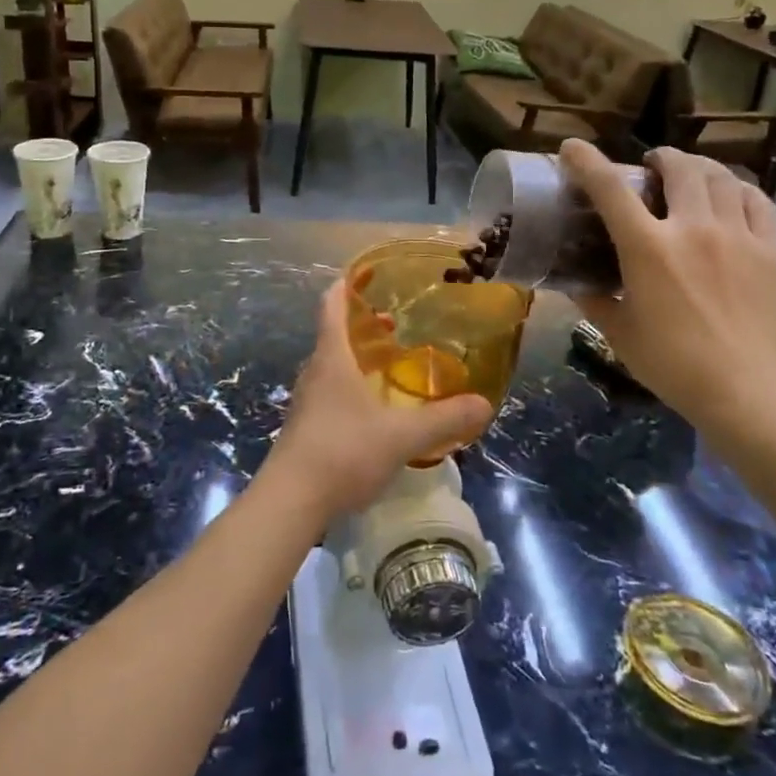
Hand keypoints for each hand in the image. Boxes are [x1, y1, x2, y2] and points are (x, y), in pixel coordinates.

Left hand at [258, 281, 493, 522]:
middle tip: (394, 324)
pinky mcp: (306, 428)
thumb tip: (484, 404)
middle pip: (334, 336)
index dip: (345, 287)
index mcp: (332, 359)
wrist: (291, 500)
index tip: (363, 274)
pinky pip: (331, 393)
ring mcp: (307, 402)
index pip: (331, 307)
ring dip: (357, 359)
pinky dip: (352, 387)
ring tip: (389, 365)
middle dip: (362, 326)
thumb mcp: (401, 436)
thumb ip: (444, 419)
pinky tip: (374, 410)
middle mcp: (315, 372)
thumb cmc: (343, 452)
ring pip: (332, 367)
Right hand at [559, 138, 775, 427]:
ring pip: (720, 176)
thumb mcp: (617, 330)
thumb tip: (573, 282)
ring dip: (698, 168)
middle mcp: (692, 228)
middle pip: (678, 167)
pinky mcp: (769, 250)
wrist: (744, 389)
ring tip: (690, 175)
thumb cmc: (670, 363)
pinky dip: (738, 189)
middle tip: (649, 166)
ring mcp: (737, 235)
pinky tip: (730, 196)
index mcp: (647, 247)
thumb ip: (593, 298)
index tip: (572, 148)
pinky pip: (757, 200)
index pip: (609, 188)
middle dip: (659, 157)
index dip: (586, 161)